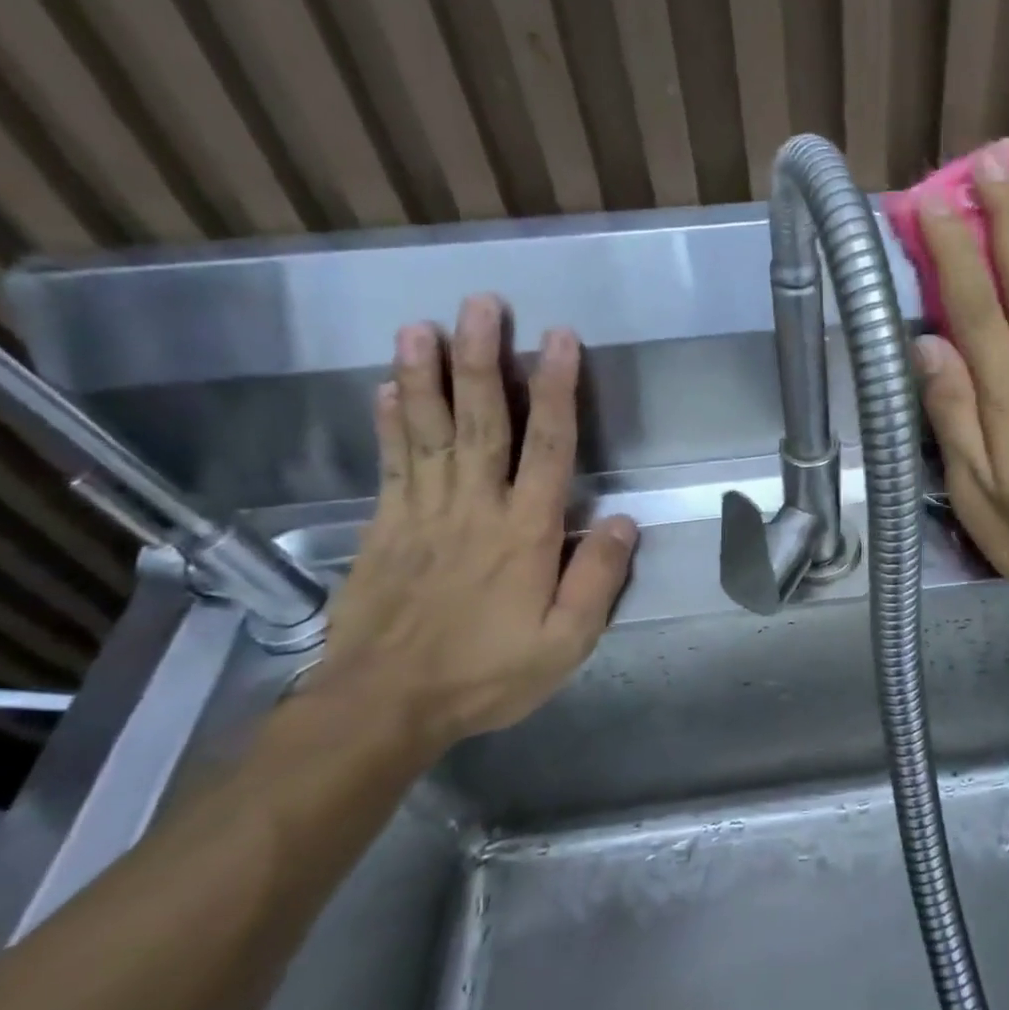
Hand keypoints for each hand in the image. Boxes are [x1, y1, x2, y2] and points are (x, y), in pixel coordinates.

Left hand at [311, 295, 635, 750]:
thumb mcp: (564, 642)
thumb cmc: (486, 672)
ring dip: (427, 375)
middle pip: (483, 421)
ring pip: (429, 431)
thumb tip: (624, 521)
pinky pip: (391, 464)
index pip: (549, 447)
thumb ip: (597, 579)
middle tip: (481, 304)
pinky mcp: (384, 527)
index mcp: (525, 533)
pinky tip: (387, 388)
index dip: (557, 390)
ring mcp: (423, 513)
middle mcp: (475, 507)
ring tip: (422, 326)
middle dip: (484, 360)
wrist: (384, 705)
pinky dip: (390, 423)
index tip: (558, 340)